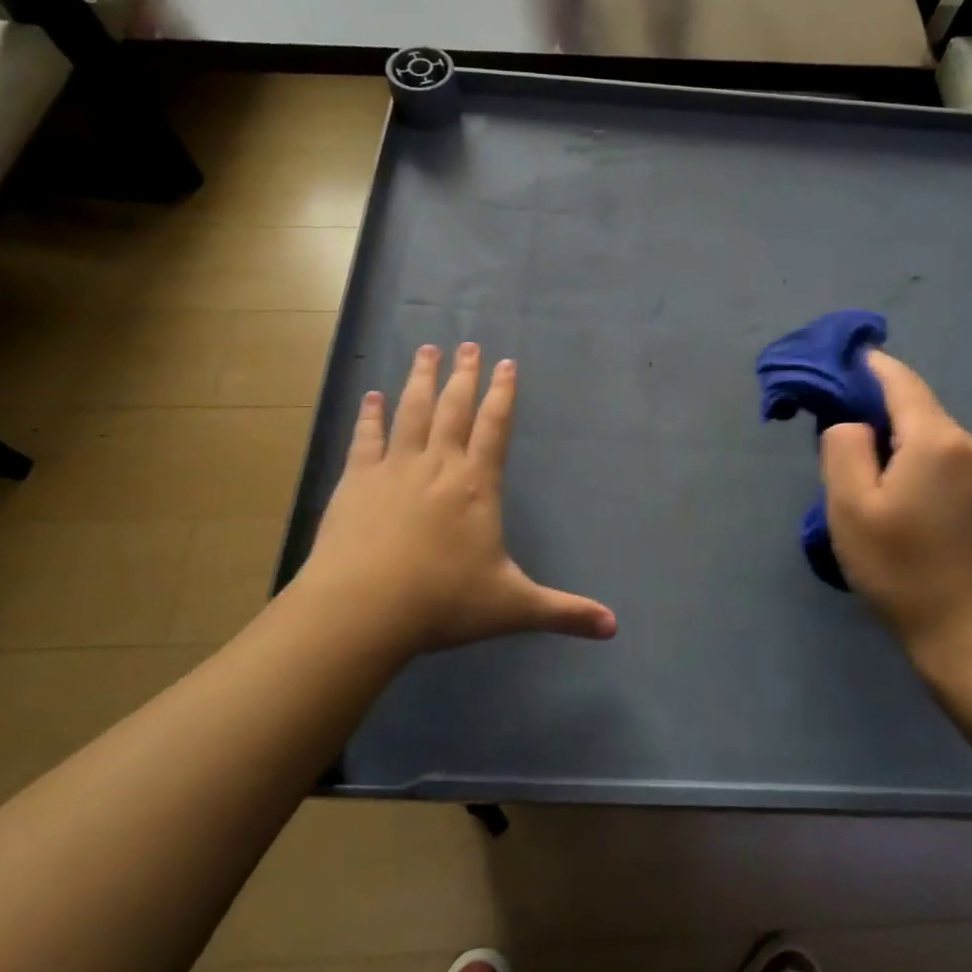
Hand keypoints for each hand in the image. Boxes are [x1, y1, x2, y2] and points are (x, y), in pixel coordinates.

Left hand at [299, 343, 615, 657]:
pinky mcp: (356, 481)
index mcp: (477, 485)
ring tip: (426, 350)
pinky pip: (366, 438)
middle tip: (468, 343)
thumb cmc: (443, 603)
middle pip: (454, 408)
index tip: (507, 363)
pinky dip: (370, 416)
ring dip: (420, 379)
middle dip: (464, 375)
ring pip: (411, 411)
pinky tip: (371, 397)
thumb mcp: (513, 608)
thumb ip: (564, 612)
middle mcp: (438, 465)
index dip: (503, 393)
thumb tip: (615, 628)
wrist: (363, 609)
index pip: (495, 427)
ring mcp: (394, 469)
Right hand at [819, 351, 971, 678]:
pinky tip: (907, 508)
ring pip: (933, 440)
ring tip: (872, 489)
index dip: (868, 366)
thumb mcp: (850, 507)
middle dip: (877, 415)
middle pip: (916, 410)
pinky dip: (922, 469)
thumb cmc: (904, 570)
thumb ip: (843, 447)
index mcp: (937, 439)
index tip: (839, 366)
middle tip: (841, 449)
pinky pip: (950, 465)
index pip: (899, 379)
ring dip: (899, 448)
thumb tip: (854, 422)